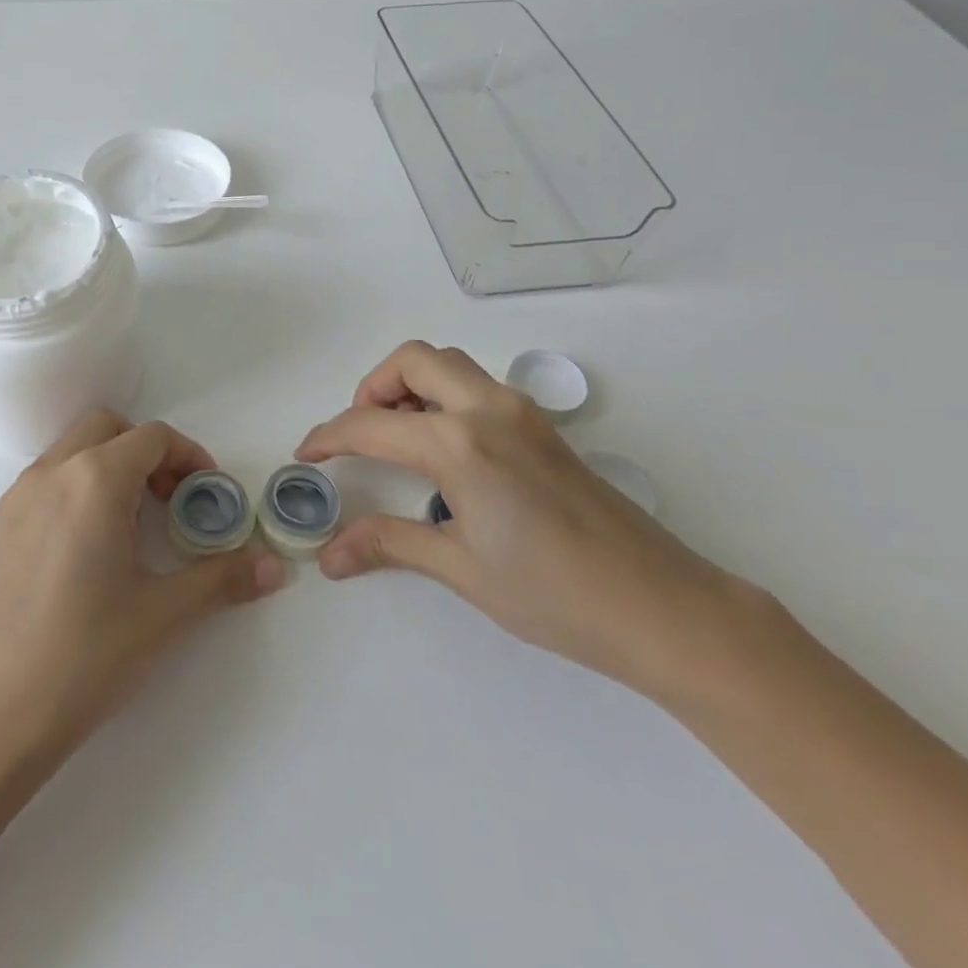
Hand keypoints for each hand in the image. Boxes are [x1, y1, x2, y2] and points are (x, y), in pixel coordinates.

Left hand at [0, 410, 284, 762]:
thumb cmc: (86, 657)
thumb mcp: (163, 615)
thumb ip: (223, 578)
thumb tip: (275, 567)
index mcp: (94, 480)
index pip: (152, 437)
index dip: (188, 456)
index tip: (205, 493)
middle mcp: (50, 474)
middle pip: (105, 427)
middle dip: (144, 451)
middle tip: (167, 501)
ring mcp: (13, 499)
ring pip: (69, 453)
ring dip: (105, 469)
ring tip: (126, 529)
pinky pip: (41, 485)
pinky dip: (71, 492)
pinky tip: (80, 555)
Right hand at [297, 341, 755, 701]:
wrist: (662, 607)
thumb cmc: (554, 593)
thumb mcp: (461, 568)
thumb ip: (389, 544)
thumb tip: (329, 556)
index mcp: (460, 443)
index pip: (370, 426)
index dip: (328, 437)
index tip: (305, 454)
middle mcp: (488, 409)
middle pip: (413, 360)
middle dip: (372, 387)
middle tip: (360, 432)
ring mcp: (522, 412)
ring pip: (450, 365)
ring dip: (411, 385)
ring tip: (397, 437)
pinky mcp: (543, 427)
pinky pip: (478, 386)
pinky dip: (444, 397)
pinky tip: (445, 451)